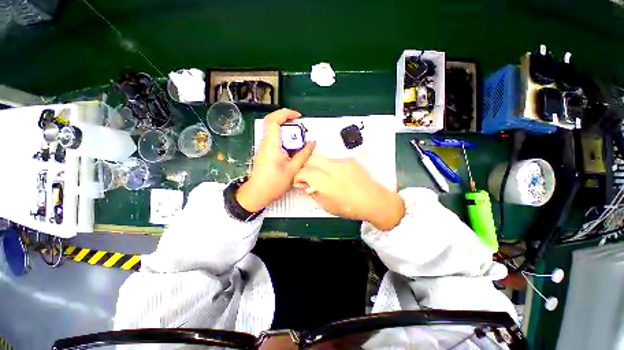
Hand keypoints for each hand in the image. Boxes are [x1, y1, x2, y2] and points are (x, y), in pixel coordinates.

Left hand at [236, 109, 315, 211]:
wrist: (257, 193)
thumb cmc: (274, 183)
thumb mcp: (293, 169)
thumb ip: (304, 155)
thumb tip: (312, 143)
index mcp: (271, 144)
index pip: (273, 120)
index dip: (285, 113)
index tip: (298, 117)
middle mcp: (265, 142)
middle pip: (272, 122)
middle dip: (288, 121)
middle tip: (301, 128)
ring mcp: (263, 147)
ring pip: (273, 131)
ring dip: (286, 130)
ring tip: (299, 138)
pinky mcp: (264, 152)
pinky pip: (274, 139)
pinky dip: (283, 138)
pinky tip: (292, 148)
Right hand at [294, 156, 404, 230]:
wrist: (375, 201)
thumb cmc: (350, 208)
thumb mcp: (327, 206)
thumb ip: (313, 193)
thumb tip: (305, 185)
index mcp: (326, 182)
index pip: (304, 171)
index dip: (298, 176)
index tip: (299, 182)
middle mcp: (333, 168)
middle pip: (311, 160)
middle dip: (305, 168)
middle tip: (307, 177)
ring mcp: (342, 162)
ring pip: (321, 158)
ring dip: (316, 166)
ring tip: (321, 176)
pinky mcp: (349, 160)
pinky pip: (333, 159)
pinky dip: (328, 166)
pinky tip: (333, 175)